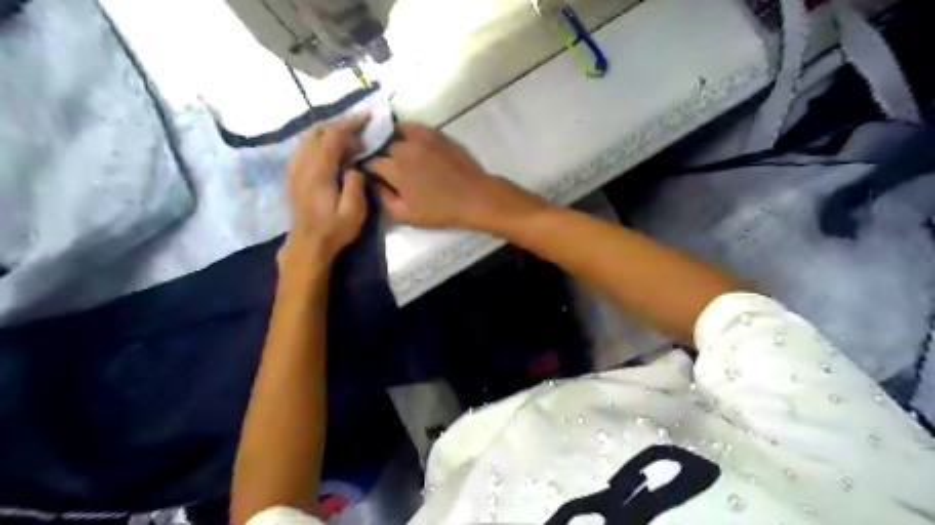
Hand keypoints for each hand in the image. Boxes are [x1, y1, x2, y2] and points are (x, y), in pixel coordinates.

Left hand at [282, 111, 370, 266]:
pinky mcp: (293, 174)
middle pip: (317, 131)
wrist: (307, 244)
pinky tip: (330, 148)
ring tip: (347, 136)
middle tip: (359, 126)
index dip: (350, 124)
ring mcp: (295, 169)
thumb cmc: (334, 230)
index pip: (332, 137)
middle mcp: (303, 165)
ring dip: (327, 130)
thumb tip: (354, 166)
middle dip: (338, 123)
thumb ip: (355, 184)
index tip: (366, 117)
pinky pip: (303, 147)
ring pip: (307, 137)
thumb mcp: (354, 212)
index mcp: (319, 172)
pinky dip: (318, 140)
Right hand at [360, 122, 544, 229]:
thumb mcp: (406, 215)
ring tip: (392, 152)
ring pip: (394, 133)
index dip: (368, 169)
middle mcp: (403, 149)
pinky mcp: (433, 133)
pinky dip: (403, 132)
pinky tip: (405, 141)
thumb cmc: (439, 210)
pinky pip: (411, 127)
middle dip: (378, 155)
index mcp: (395, 170)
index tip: (369, 175)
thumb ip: (383, 198)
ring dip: (388, 141)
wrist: (472, 197)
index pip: (371, 163)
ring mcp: (419, 138)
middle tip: (382, 165)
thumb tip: (373, 183)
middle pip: (381, 146)